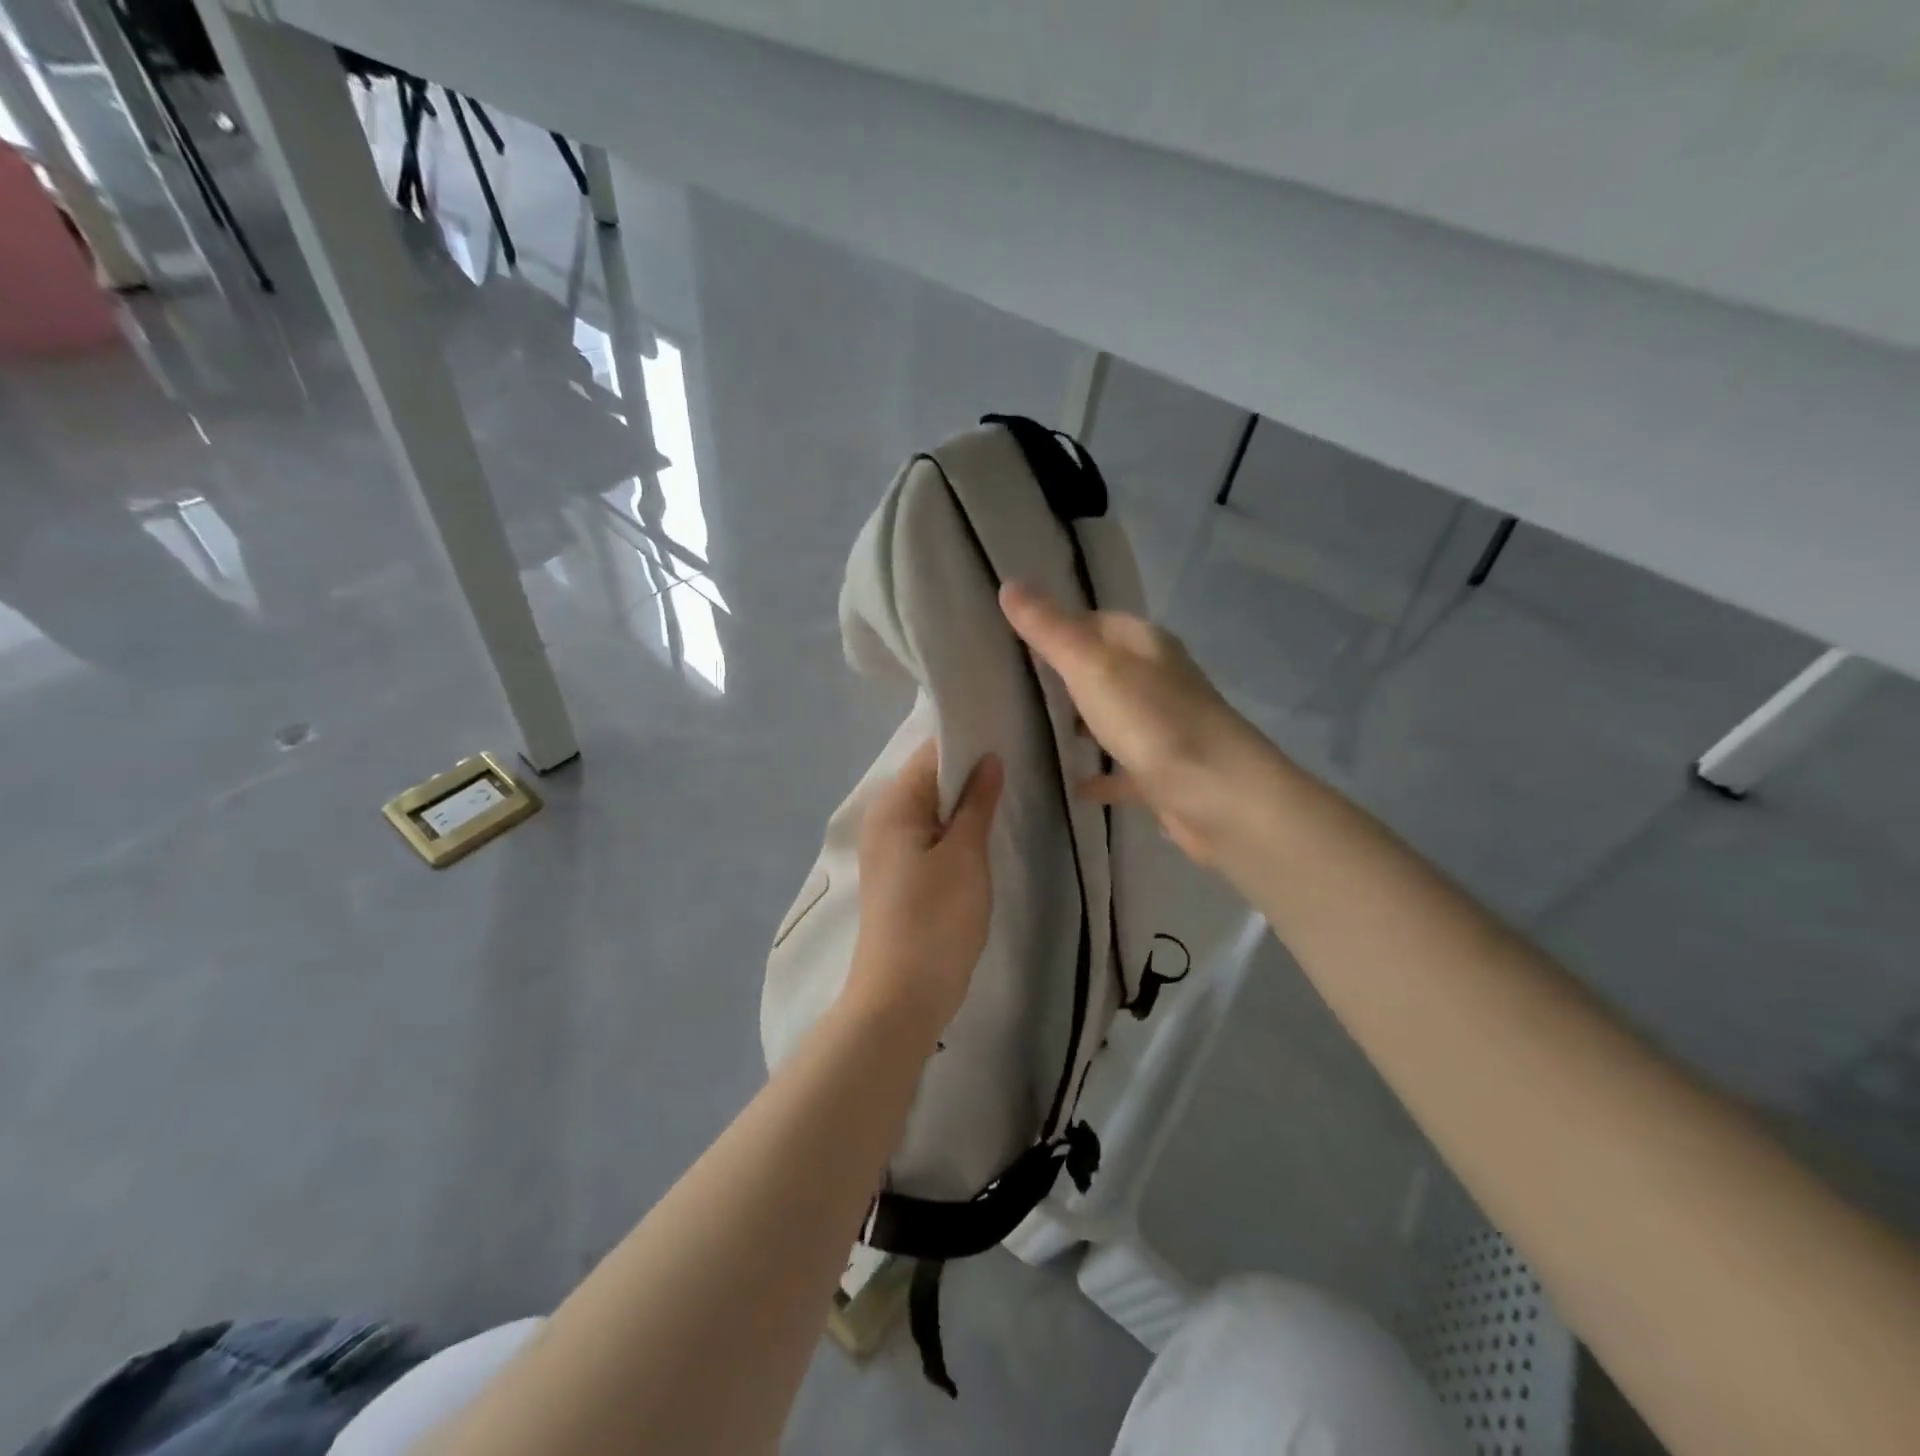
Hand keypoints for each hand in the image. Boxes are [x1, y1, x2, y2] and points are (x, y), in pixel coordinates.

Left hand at [845, 739, 1003, 1044]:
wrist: (902, 996)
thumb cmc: (936, 919)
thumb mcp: (965, 855)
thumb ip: (977, 802)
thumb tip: (989, 758)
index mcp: (894, 805)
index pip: (931, 753)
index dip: (969, 742)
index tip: (1010, 735)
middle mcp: (884, 819)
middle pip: (930, 779)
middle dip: (971, 772)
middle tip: (1020, 764)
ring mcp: (890, 850)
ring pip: (933, 809)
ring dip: (966, 803)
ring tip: (1010, 793)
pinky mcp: (901, 875)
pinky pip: (930, 835)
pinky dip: (956, 829)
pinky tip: (986, 832)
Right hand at [1000, 581, 1268, 866]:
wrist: (1219, 796)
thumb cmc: (1152, 721)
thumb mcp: (1091, 666)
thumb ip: (1049, 629)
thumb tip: (1009, 583)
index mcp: (1144, 645)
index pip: (1094, 621)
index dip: (1056, 626)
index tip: (1010, 641)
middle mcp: (1157, 679)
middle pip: (1103, 669)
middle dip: (1062, 677)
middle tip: (1010, 687)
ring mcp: (1162, 727)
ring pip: (1111, 718)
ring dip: (1080, 724)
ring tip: (1029, 732)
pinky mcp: (1163, 772)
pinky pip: (1121, 768)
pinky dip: (1099, 774)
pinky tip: (1071, 786)